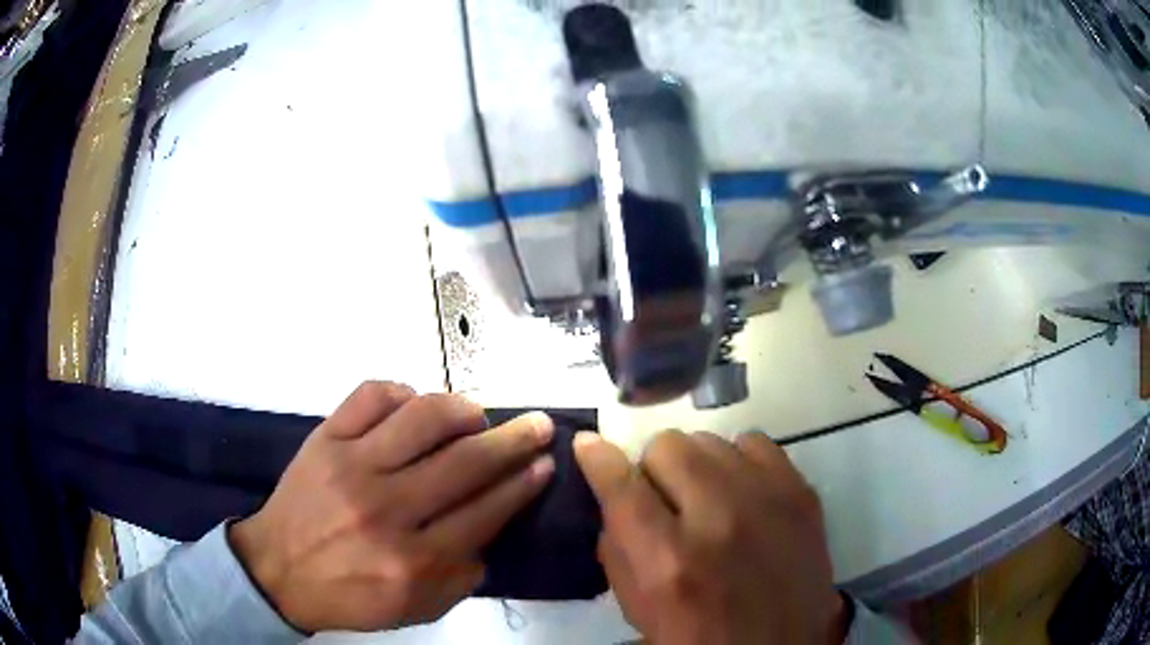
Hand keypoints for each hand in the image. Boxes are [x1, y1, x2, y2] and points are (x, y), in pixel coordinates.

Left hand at [229, 382, 555, 632]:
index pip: (484, 511)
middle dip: (513, 440)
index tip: (544, 463)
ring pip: (422, 417)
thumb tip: (492, 531)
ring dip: (462, 409)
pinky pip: (370, 395)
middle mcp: (386, 509)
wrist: (278, 570)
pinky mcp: (325, 438)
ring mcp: (352, 466)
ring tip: (477, 414)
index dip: (522, 483)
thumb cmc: (349, 595)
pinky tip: (413, 404)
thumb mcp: (415, 608)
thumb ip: (460, 577)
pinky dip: (401, 390)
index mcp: (413, 560)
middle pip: (464, 462)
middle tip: (537, 425)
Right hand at [574, 430, 847, 644]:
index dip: (597, 457)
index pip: (620, 482)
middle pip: (667, 446)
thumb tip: (612, 491)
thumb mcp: (637, 606)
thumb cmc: (697, 637)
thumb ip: (616, 547)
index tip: (589, 447)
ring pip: (709, 441)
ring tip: (704, 499)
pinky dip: (737, 461)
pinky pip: (754, 442)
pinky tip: (739, 492)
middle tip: (662, 501)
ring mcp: (767, 499)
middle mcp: (719, 519)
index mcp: (669, 560)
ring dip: (695, 467)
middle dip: (653, 471)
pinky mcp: (801, 492)